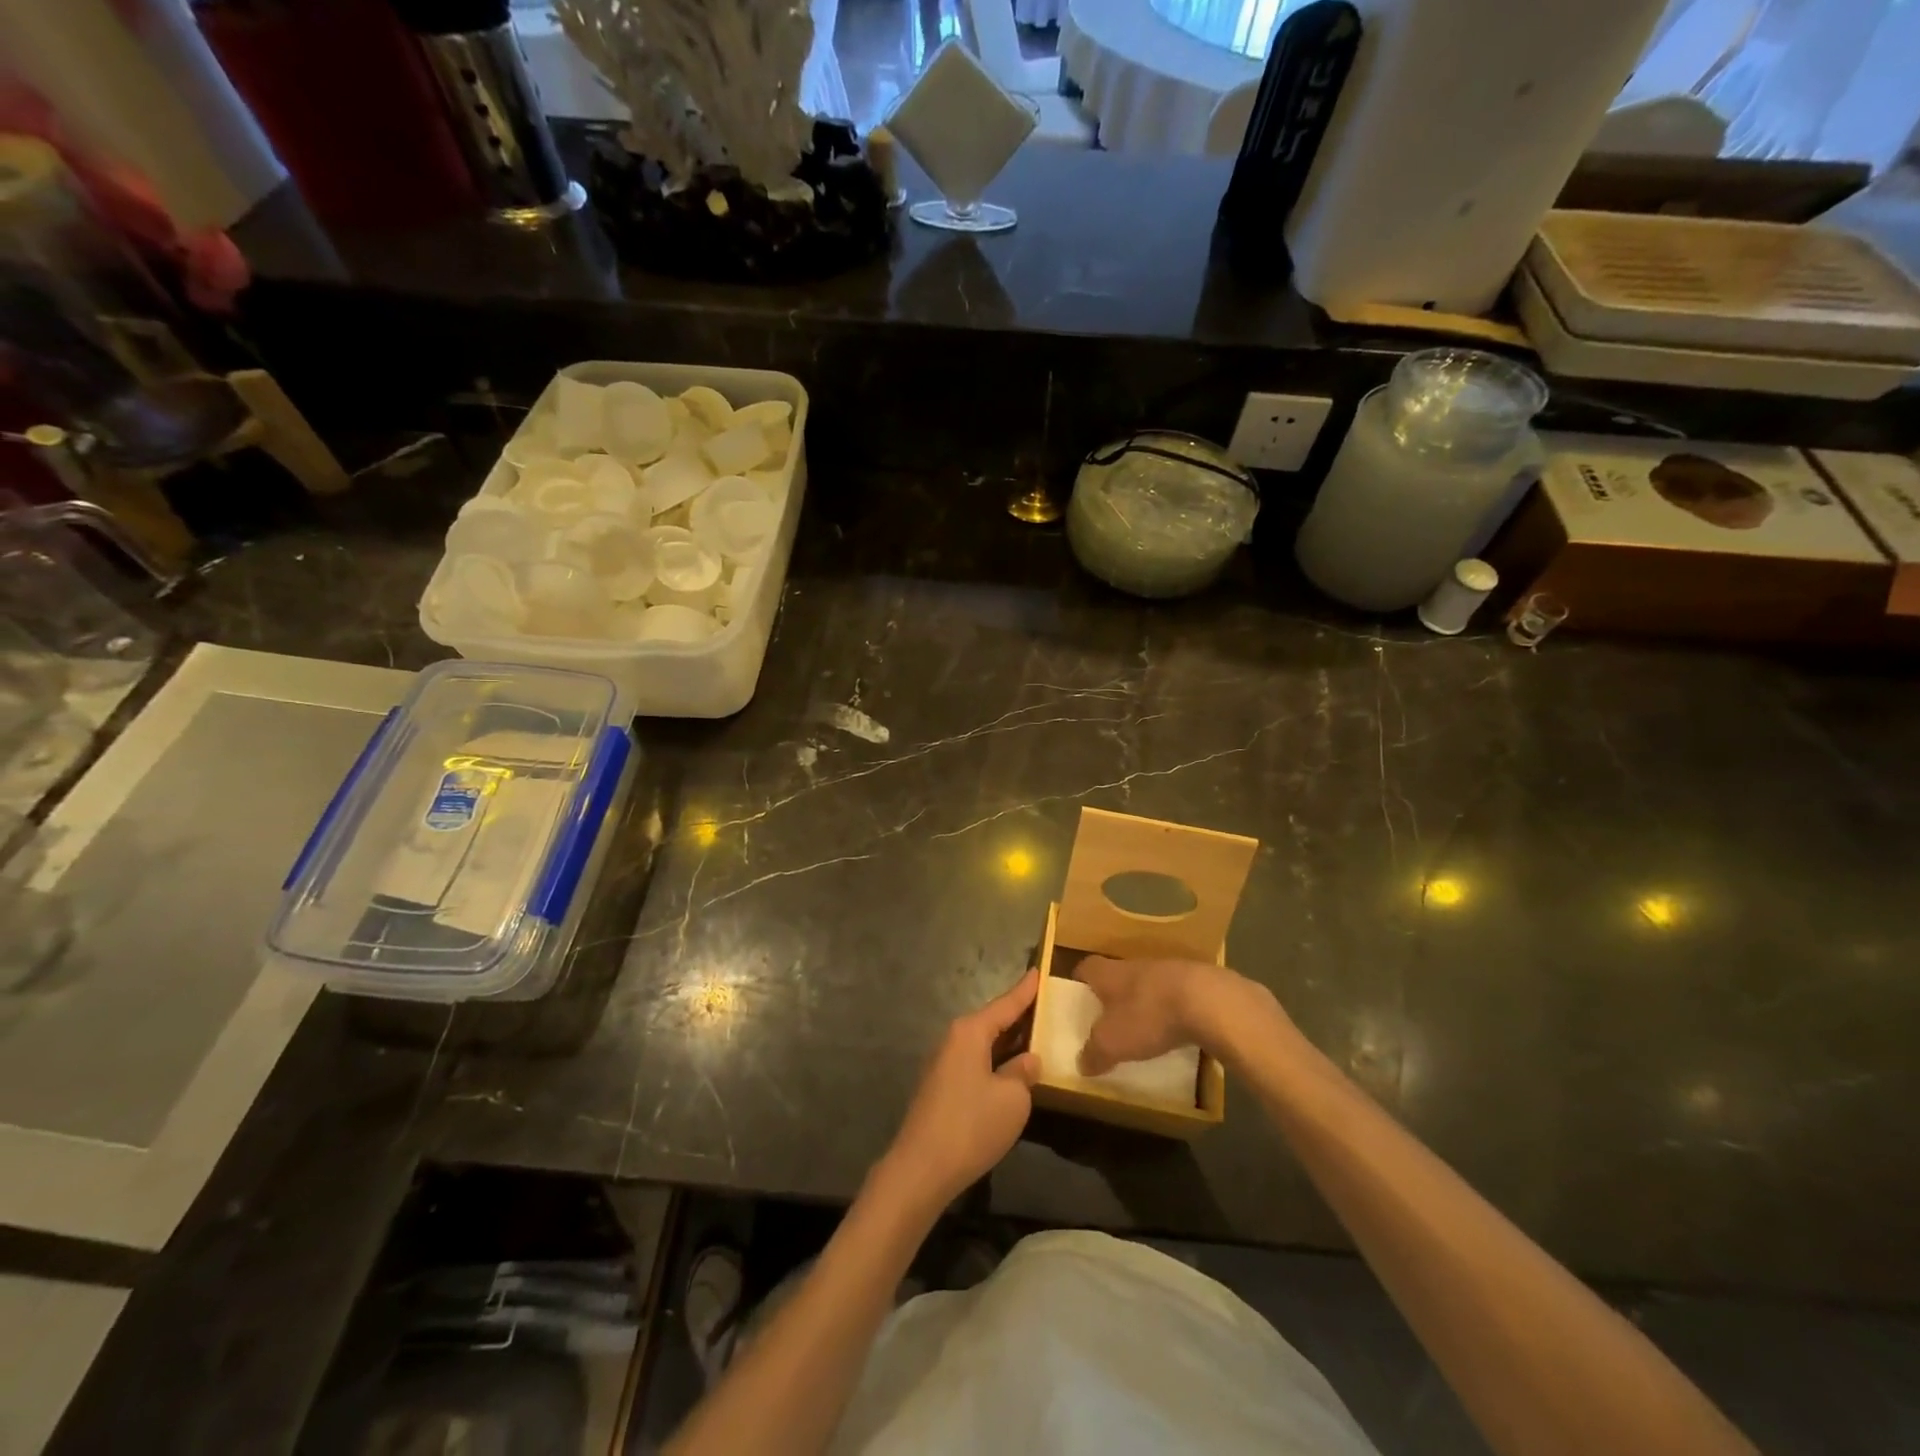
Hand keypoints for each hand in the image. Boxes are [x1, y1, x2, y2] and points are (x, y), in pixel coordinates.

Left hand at [883, 970, 1041, 1208]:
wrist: (921, 1169)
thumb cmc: (971, 1125)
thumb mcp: (1012, 1099)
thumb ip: (1023, 1073)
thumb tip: (1027, 1061)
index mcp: (970, 1032)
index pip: (1005, 1004)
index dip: (1025, 990)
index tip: (1039, 971)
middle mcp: (953, 1039)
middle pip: (992, 1021)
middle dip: (1017, 1016)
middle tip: (1045, 1007)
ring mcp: (944, 1064)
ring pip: (983, 1044)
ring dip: (1007, 1043)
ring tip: (1035, 1038)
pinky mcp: (941, 1088)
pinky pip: (975, 1063)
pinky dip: (995, 1062)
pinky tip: (1010, 1073)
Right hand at [1077, 957, 1280, 1074]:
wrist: (1208, 1001)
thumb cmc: (1148, 1015)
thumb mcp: (1111, 1042)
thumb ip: (1094, 1052)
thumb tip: (1081, 1063)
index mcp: (1109, 973)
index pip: (1086, 968)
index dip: (1079, 982)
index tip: (1077, 999)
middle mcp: (1134, 965)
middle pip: (1117, 976)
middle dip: (1113, 996)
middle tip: (1108, 1020)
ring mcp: (1168, 970)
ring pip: (1148, 984)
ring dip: (1144, 1003)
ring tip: (1143, 1029)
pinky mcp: (1196, 981)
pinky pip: (1176, 995)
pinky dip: (1172, 1010)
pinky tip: (1176, 1030)